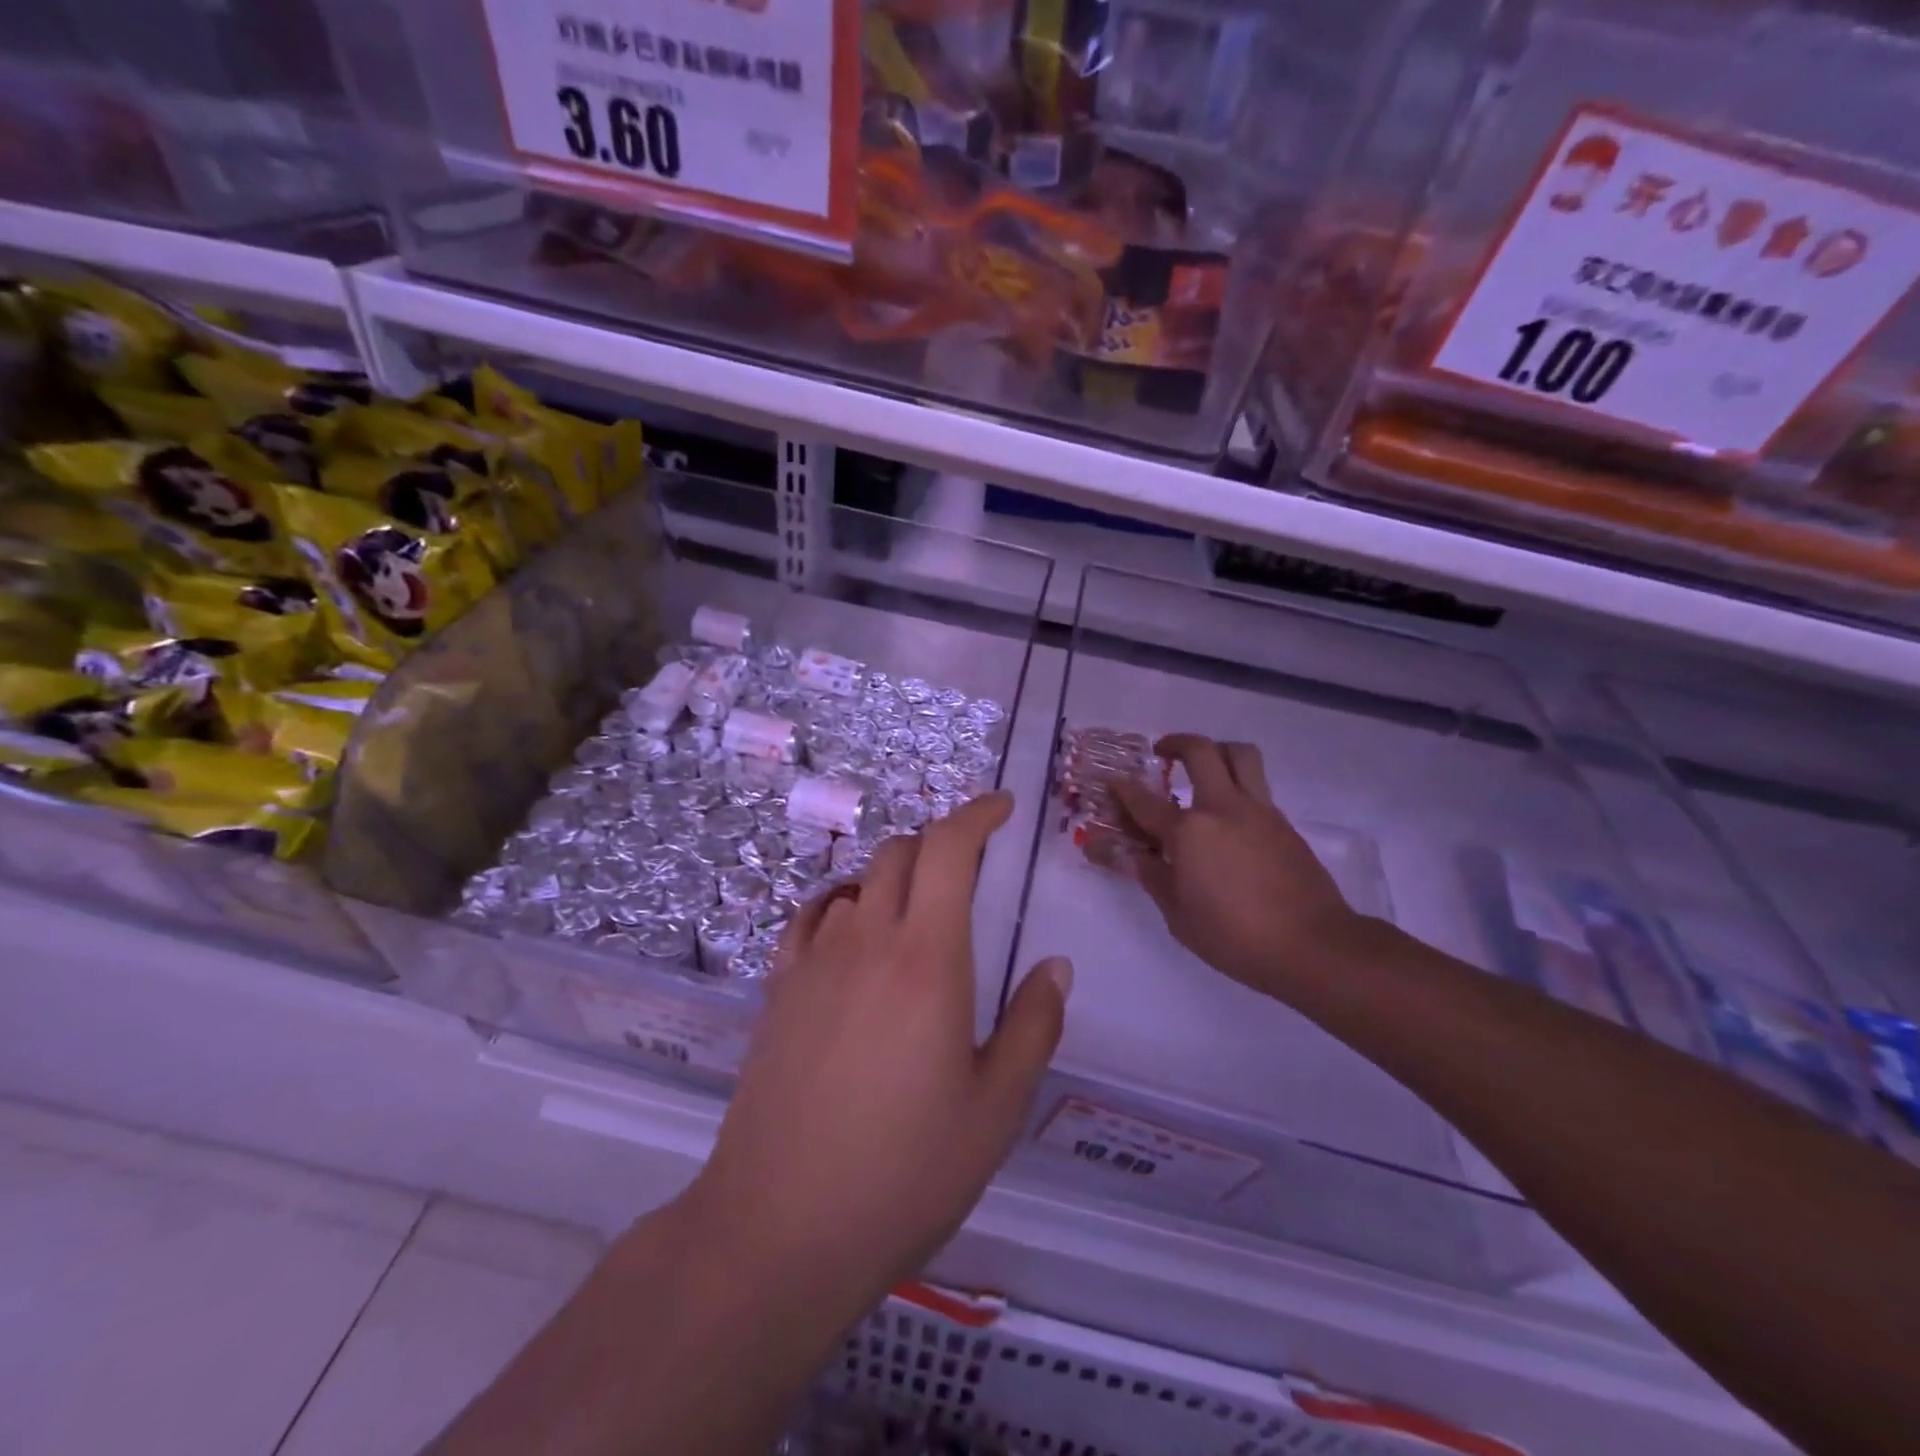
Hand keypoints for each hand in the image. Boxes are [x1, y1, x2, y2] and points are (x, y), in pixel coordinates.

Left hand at [687, 792, 1071, 1315]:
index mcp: (928, 960)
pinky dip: (845, 905)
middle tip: (969, 871)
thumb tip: (1053, 965)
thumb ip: (1033, 1026)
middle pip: (901, 851)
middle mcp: (868, 941)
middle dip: (940, 843)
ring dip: (896, 878)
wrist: (779, 1228)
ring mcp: (815, 961)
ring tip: (919, 916)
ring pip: (860, 881)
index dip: (976, 814)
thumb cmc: (904, 1173)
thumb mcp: (995, 1109)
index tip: (1001, 807)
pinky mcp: (779, 989)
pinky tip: (855, 936)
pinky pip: (814, 917)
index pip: (948, 849)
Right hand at [1111, 735, 1361, 1000]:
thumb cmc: (1236, 938)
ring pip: (1241, 755)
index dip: (1124, 790)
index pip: (1145, 802)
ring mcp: (1259, 811)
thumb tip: (1136, 856)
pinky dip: (1238, 785)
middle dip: (1176, 743)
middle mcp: (1223, 808)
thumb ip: (1154, 878)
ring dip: (1217, 750)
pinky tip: (1229, 817)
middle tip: (1163, 752)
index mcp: (1189, 833)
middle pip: (1201, 751)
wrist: (1313, 946)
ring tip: (1204, 767)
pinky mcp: (1284, 823)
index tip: (1113, 782)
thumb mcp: (1179, 917)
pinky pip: (1258, 787)